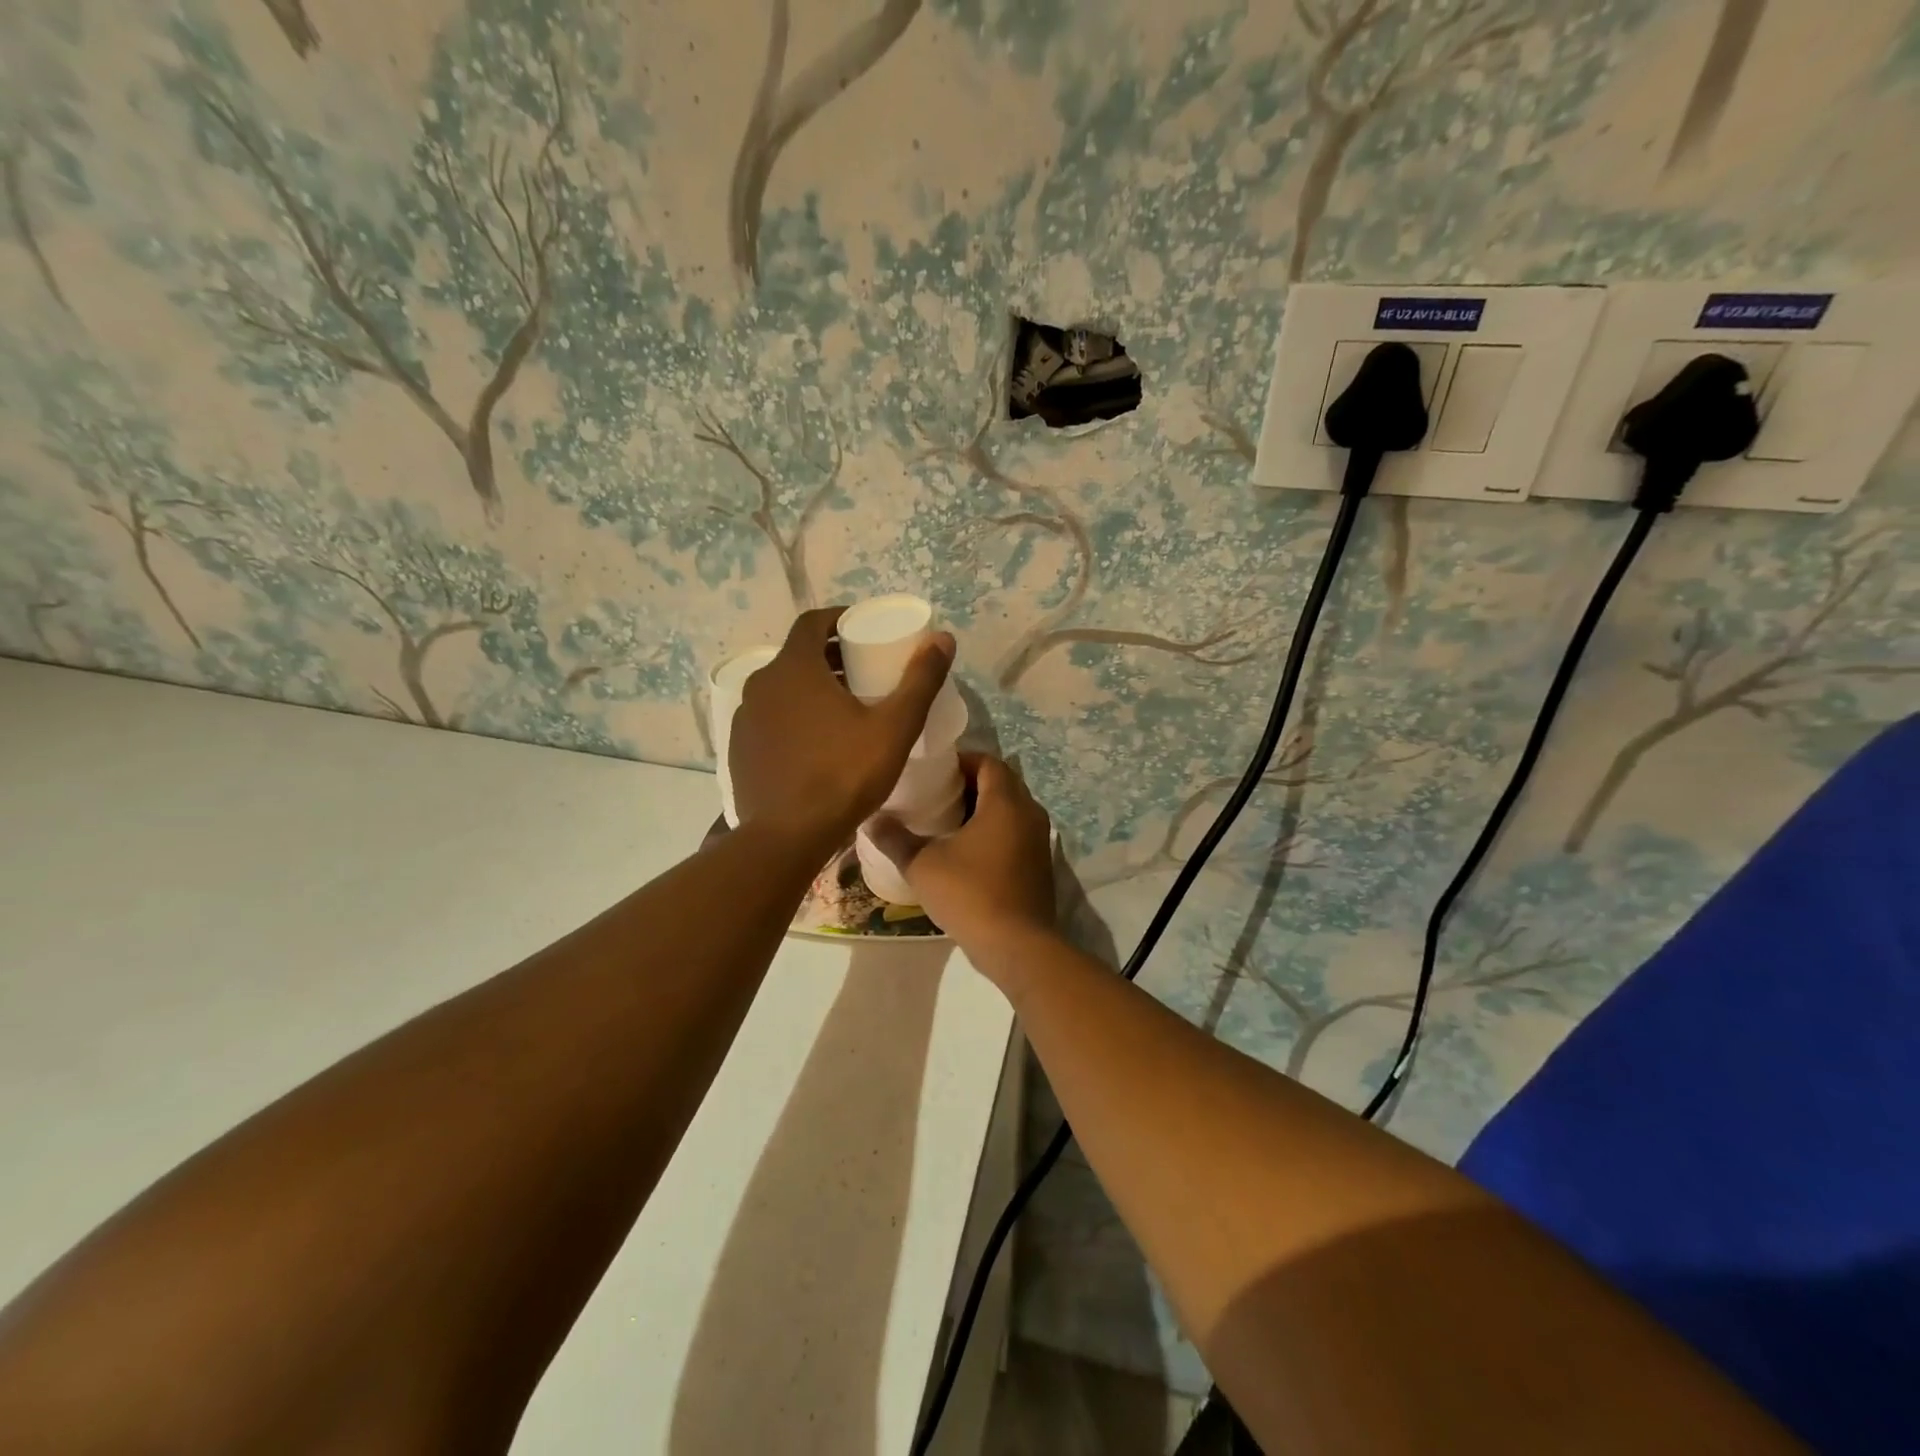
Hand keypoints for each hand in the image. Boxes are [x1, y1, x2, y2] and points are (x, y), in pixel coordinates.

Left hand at [730, 607, 953, 851]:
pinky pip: (769, 719)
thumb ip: (920, 680)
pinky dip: (792, 718)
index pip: (812, 622)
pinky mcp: (739, 749)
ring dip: (810, 690)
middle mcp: (761, 684)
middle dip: (830, 658)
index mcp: (794, 668)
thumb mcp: (894, 727)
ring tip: (843, 710)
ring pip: (782, 689)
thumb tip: (943, 638)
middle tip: (863, 674)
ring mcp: (744, 718)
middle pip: (798, 656)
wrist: (787, 836)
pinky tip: (815, 745)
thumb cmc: (844, 774)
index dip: (838, 619)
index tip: (862, 631)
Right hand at [866, 754, 1055, 961]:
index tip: (934, 773)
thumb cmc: (970, 893)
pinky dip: (995, 832)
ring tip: (946, 822)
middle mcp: (1029, 813)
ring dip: (983, 810)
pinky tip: (966, 852)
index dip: (961, 761)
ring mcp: (1039, 840)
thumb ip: (895, 839)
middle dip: (970, 784)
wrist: (1017, 945)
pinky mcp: (1040, 864)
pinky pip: (1017, 833)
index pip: (988, 762)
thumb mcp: (922, 865)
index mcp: (1005, 802)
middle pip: (1001, 783)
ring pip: (1010, 810)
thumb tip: (871, 820)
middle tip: (935, 795)